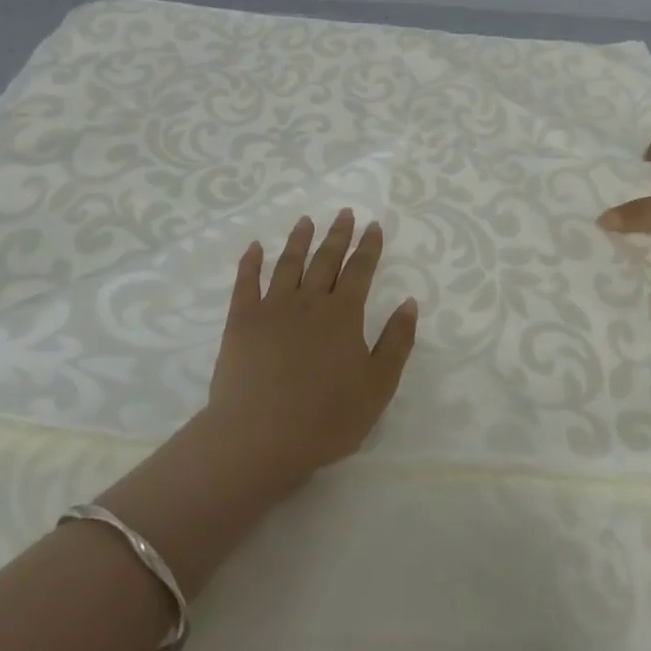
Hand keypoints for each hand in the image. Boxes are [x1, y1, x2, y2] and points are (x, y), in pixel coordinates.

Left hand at [204, 209, 418, 486]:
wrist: (259, 437)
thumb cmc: (326, 418)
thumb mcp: (377, 386)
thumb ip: (396, 342)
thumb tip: (409, 302)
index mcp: (343, 315)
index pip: (360, 270)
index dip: (369, 247)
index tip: (374, 225)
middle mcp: (309, 301)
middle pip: (326, 259)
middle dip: (338, 234)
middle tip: (345, 212)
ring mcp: (272, 308)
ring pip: (289, 263)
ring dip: (299, 240)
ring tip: (306, 220)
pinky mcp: (241, 321)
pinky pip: (246, 282)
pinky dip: (251, 262)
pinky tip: (255, 247)